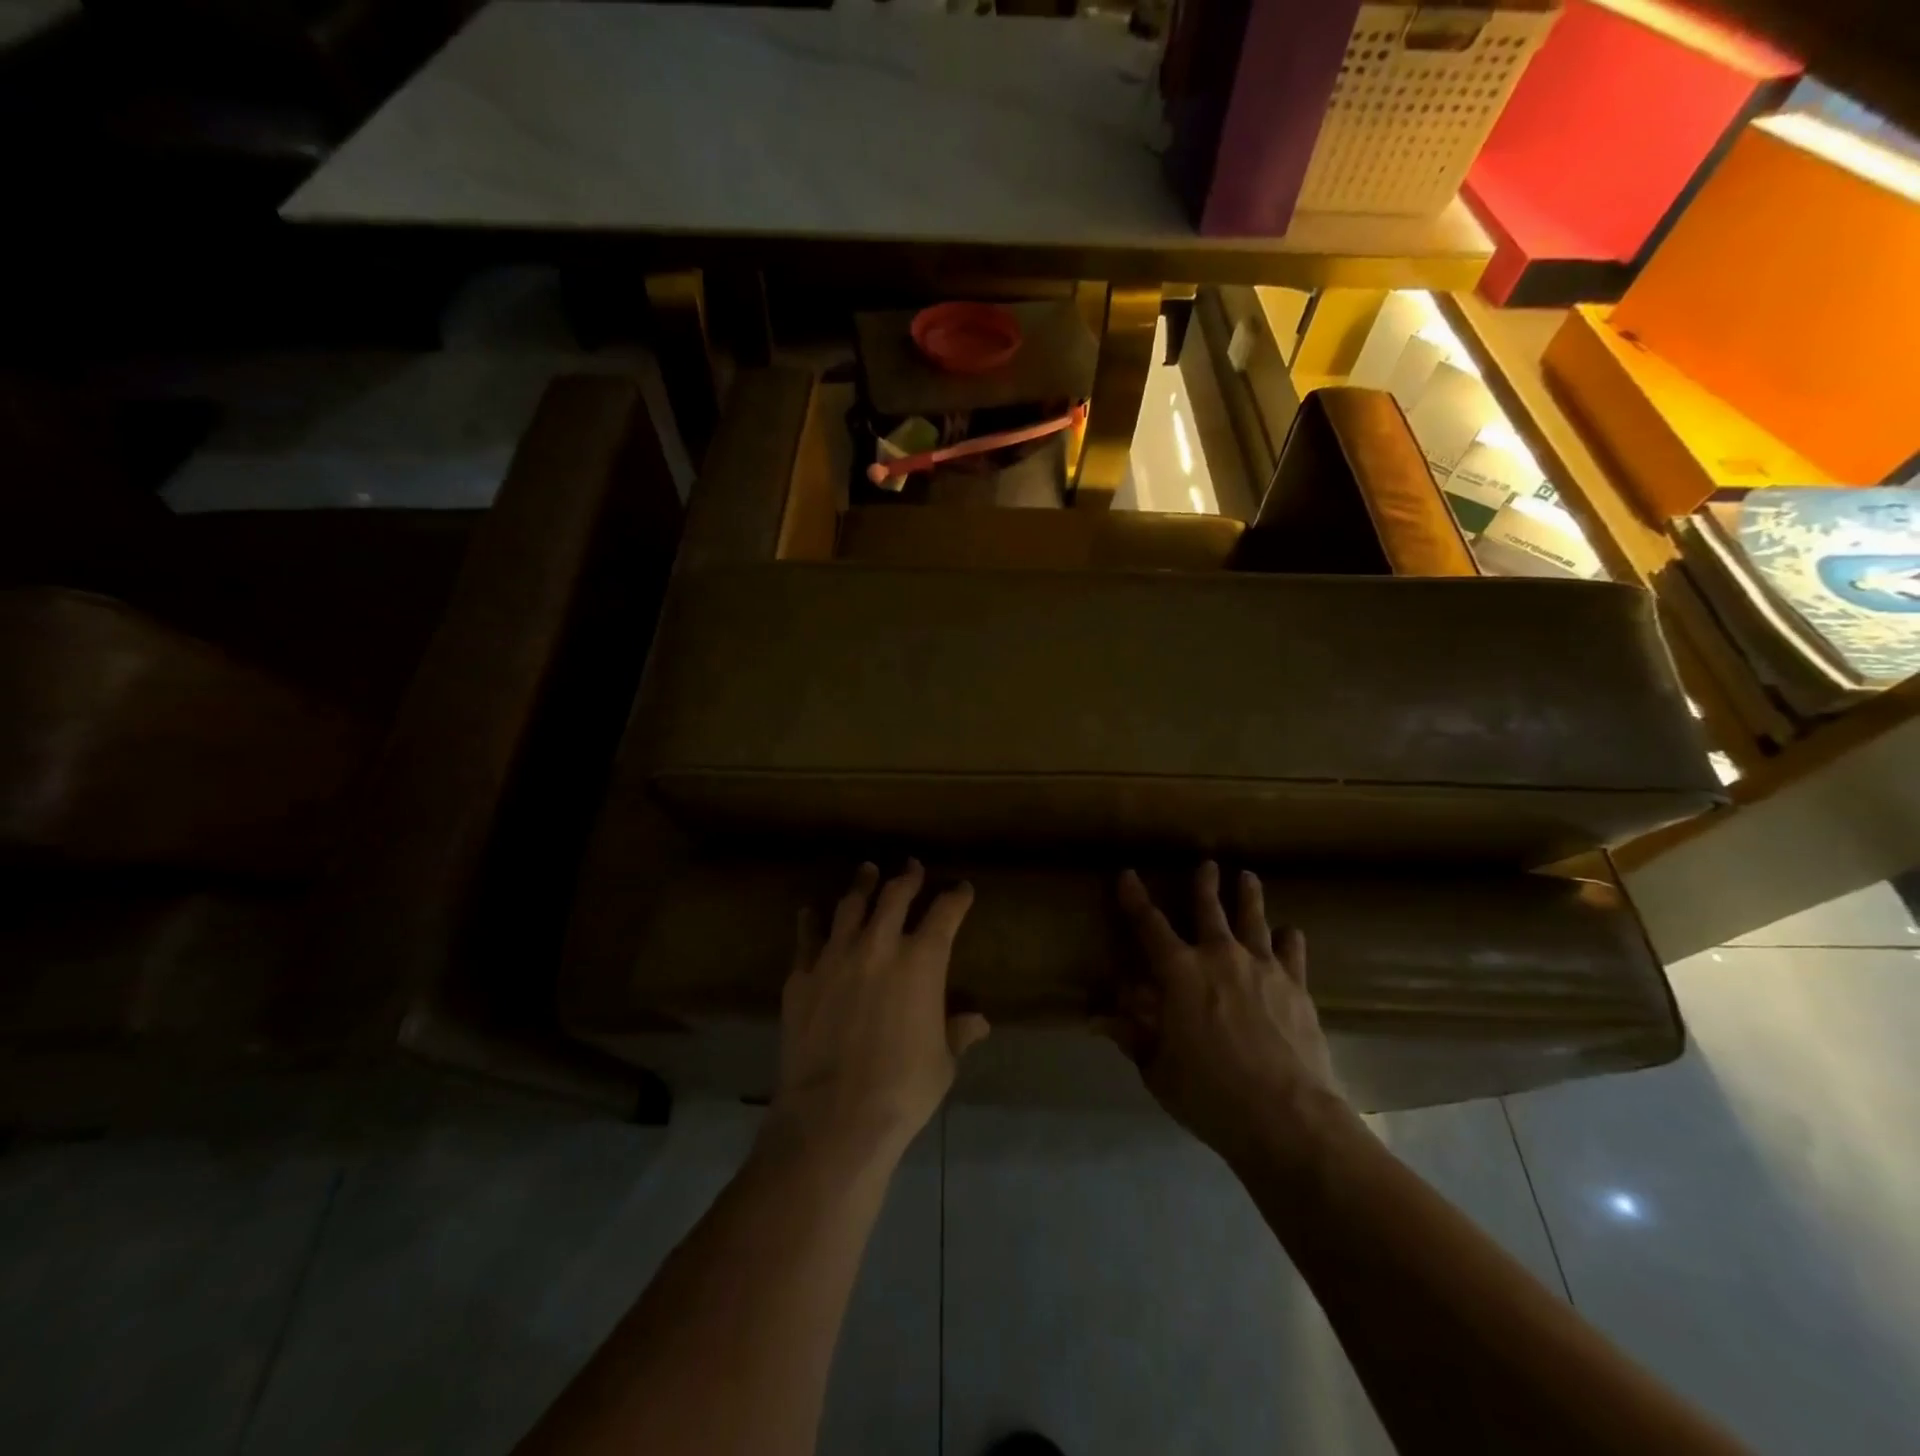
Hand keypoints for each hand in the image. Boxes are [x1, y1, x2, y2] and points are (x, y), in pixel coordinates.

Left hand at [768, 859, 989, 1165]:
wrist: (833, 1115)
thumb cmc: (902, 1089)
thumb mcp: (943, 1061)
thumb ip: (958, 1032)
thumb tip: (978, 1021)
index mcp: (922, 960)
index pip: (945, 913)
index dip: (956, 897)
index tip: (961, 888)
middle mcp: (879, 945)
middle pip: (895, 895)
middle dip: (908, 877)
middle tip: (912, 866)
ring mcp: (836, 955)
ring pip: (851, 905)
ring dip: (862, 884)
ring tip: (867, 871)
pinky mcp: (802, 975)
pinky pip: (808, 936)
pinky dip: (812, 920)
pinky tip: (811, 911)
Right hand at [1106, 863, 1343, 1166]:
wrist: (1287, 1116)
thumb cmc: (1209, 1093)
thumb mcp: (1158, 1068)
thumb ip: (1132, 1035)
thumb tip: (1097, 1017)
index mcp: (1178, 972)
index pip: (1149, 925)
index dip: (1135, 898)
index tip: (1127, 874)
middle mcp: (1219, 956)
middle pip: (1209, 910)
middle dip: (1205, 884)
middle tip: (1207, 864)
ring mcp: (1262, 968)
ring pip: (1254, 919)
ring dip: (1249, 896)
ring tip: (1248, 876)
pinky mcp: (1297, 987)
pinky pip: (1292, 952)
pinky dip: (1289, 939)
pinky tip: (1290, 932)